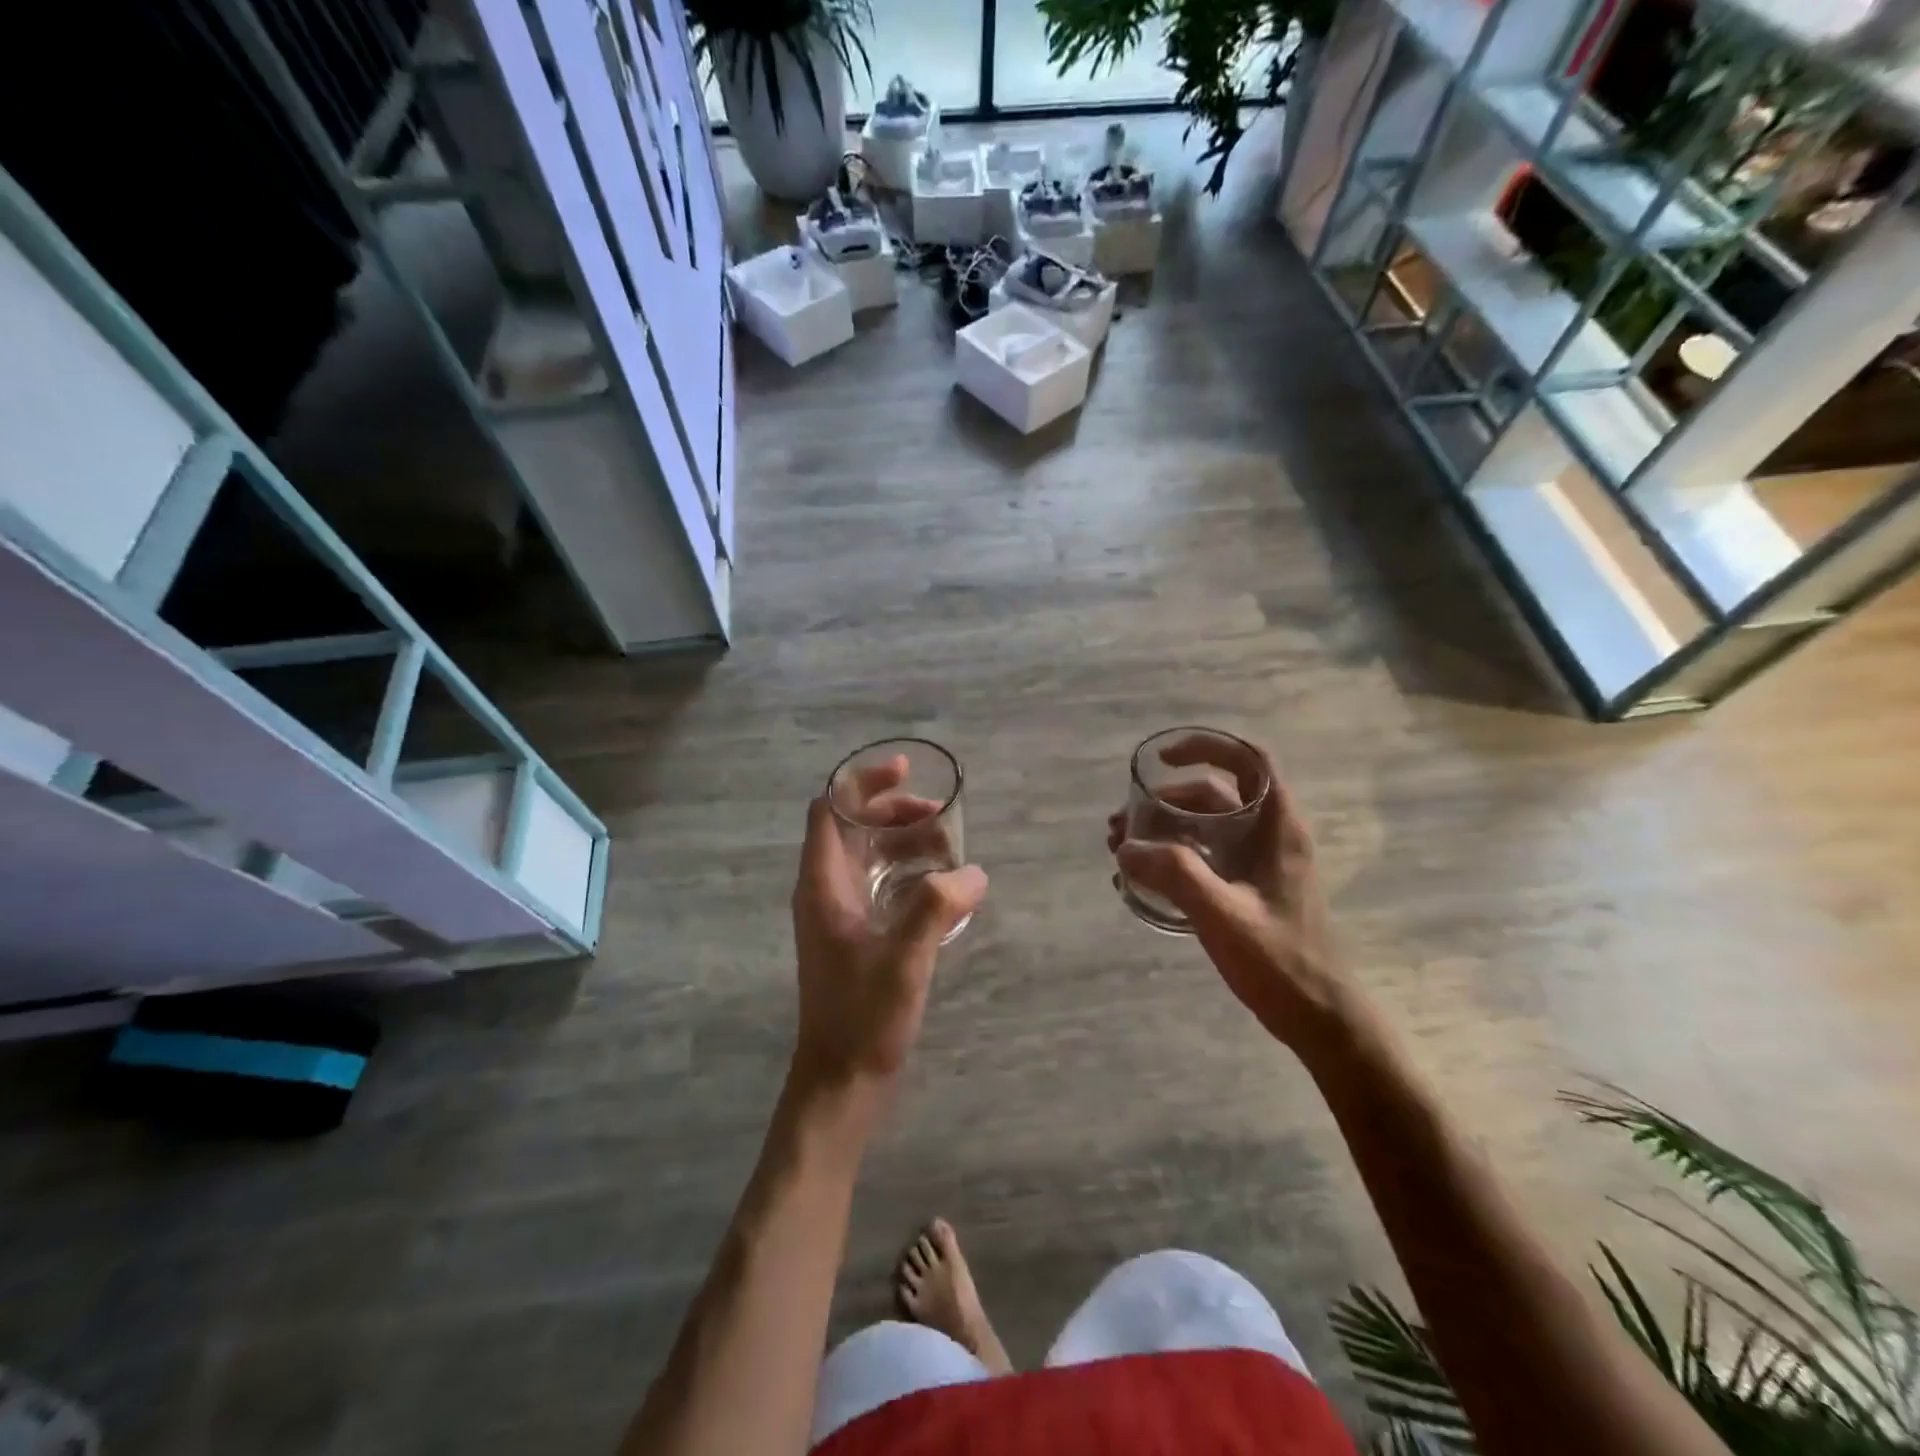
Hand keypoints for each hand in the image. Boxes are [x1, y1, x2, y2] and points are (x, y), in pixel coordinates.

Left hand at [790, 757, 986, 1099]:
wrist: (840, 1083)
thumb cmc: (862, 1019)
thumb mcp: (904, 960)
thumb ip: (937, 908)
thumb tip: (973, 872)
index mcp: (823, 884)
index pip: (830, 808)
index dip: (863, 782)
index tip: (906, 772)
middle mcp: (825, 890)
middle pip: (853, 826)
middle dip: (896, 811)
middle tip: (942, 817)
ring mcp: (838, 914)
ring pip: (869, 855)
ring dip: (905, 842)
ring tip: (950, 851)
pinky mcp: (854, 936)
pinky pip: (880, 884)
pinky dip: (907, 872)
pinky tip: (942, 889)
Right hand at [1108, 736, 1344, 1054]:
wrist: (1319, 1017)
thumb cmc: (1280, 961)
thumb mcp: (1223, 914)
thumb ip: (1175, 874)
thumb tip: (1126, 846)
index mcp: (1276, 827)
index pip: (1249, 760)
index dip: (1207, 747)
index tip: (1162, 759)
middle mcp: (1268, 835)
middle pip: (1215, 794)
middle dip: (1165, 800)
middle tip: (1122, 823)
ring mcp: (1258, 863)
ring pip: (1205, 826)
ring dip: (1163, 829)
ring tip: (1122, 849)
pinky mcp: (1247, 888)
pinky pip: (1205, 855)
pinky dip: (1173, 855)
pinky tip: (1143, 877)